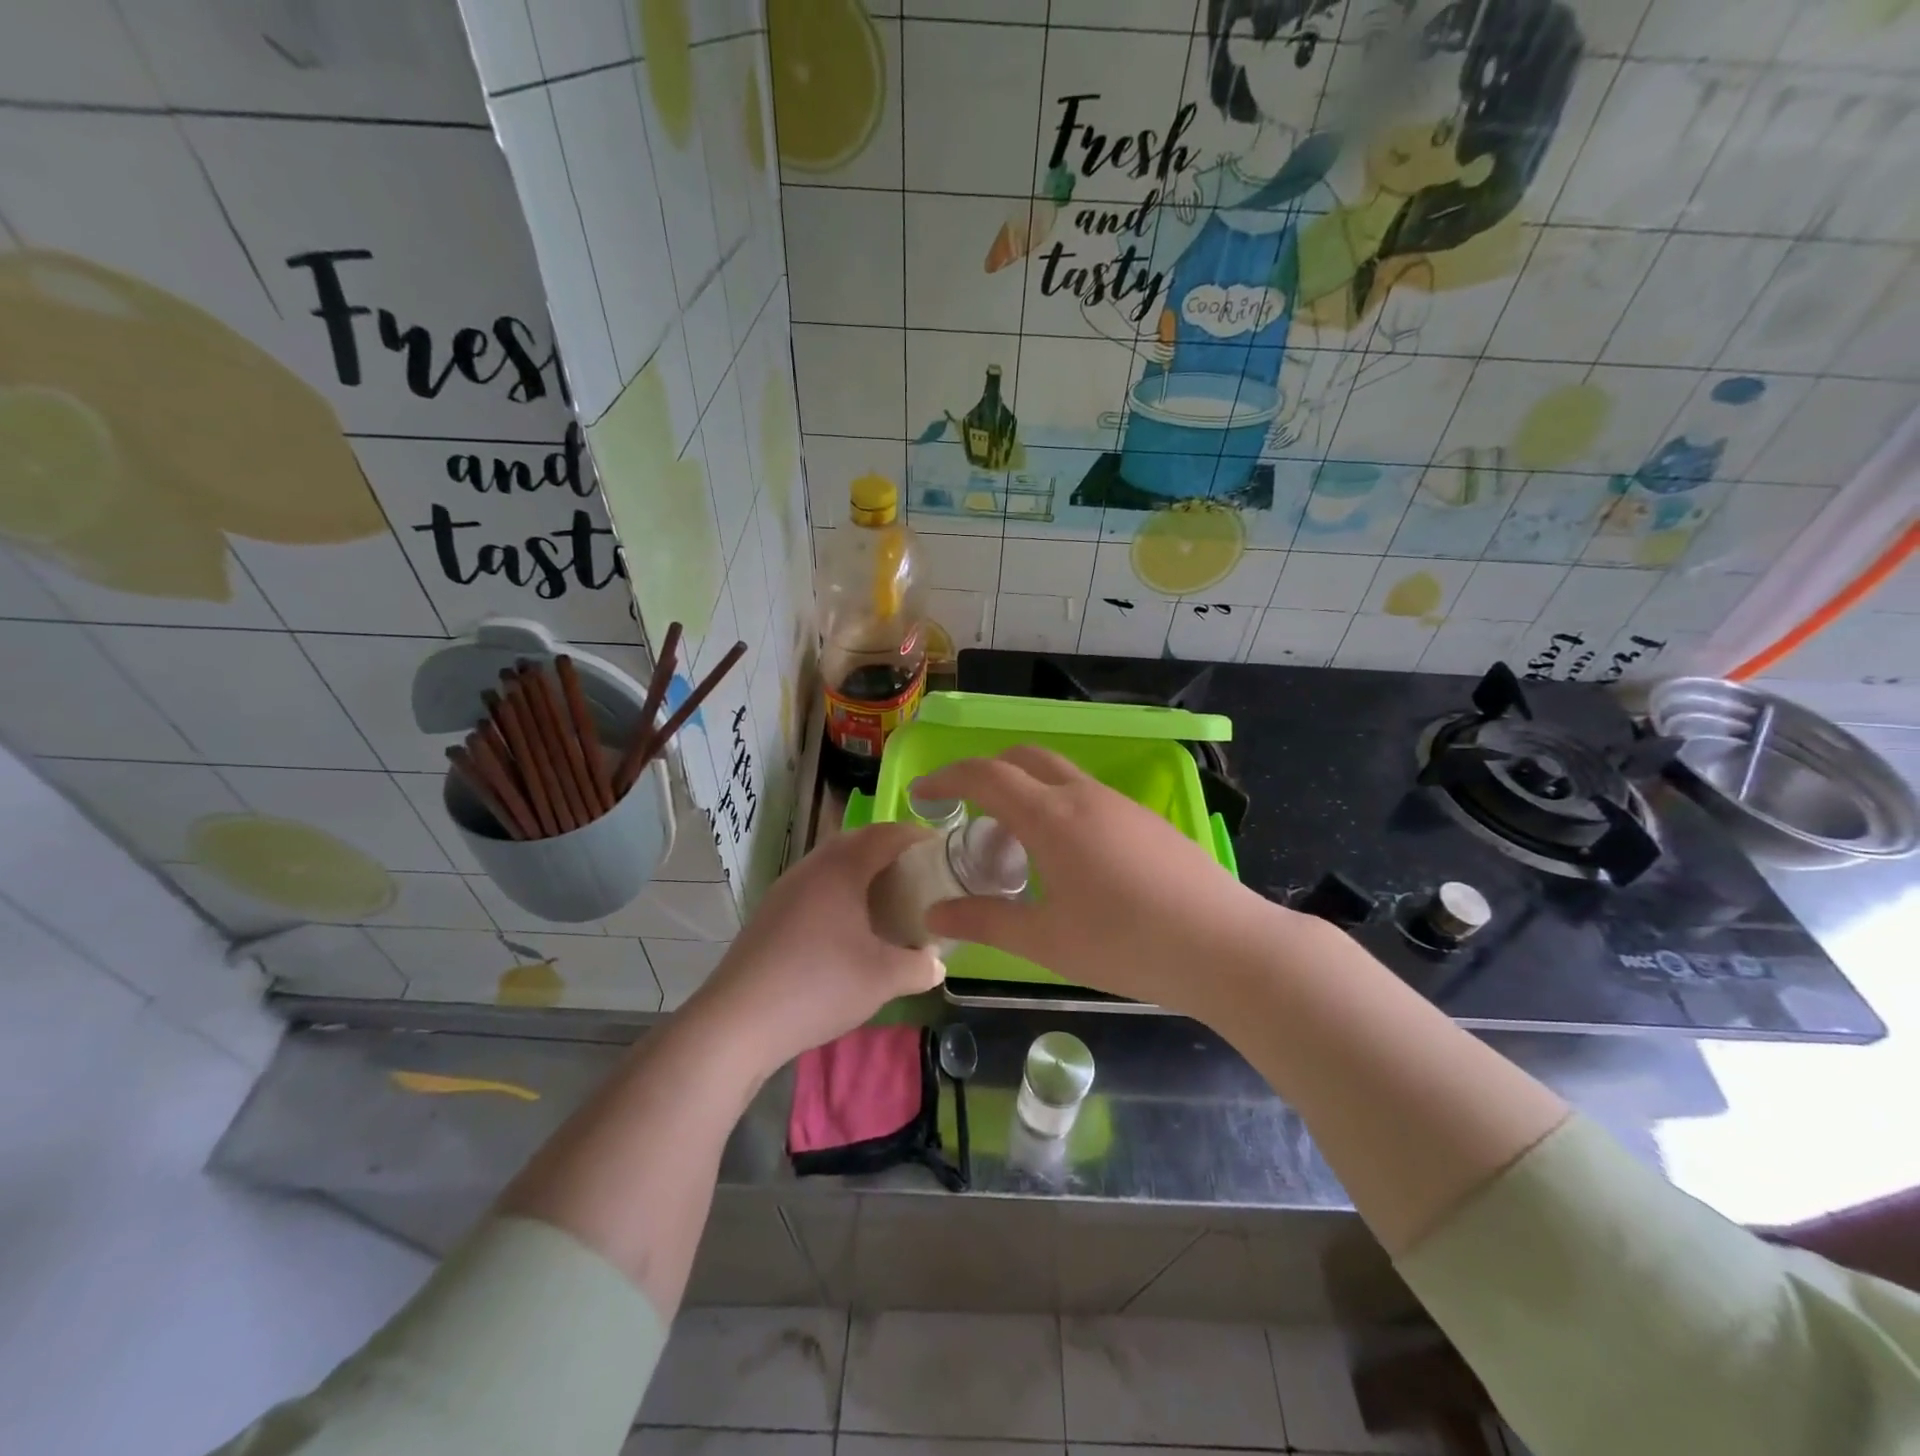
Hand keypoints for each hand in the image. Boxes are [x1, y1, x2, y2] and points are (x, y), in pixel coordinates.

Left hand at [685, 823, 944, 1076]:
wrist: (738, 1021)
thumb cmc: (818, 987)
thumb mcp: (883, 979)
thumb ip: (920, 966)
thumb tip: (937, 963)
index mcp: (841, 868)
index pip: (887, 834)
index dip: (918, 836)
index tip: (943, 850)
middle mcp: (811, 867)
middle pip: (857, 841)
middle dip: (890, 851)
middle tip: (918, 875)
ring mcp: (785, 889)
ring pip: (831, 864)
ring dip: (861, 872)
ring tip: (887, 900)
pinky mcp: (770, 913)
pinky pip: (814, 886)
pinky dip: (839, 893)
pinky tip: (847, 928)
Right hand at [916, 748, 1298, 1018]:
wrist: (1225, 947)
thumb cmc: (1125, 943)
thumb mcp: (1045, 940)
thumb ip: (983, 922)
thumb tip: (933, 916)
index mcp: (1051, 816)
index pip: (985, 775)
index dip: (946, 778)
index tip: (921, 795)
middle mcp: (1083, 795)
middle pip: (1024, 758)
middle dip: (986, 773)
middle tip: (966, 812)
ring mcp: (1120, 804)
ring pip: (1059, 775)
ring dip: (1025, 791)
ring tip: (1014, 844)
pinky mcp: (1146, 820)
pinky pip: (1087, 796)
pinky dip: (1057, 806)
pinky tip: (1068, 859)